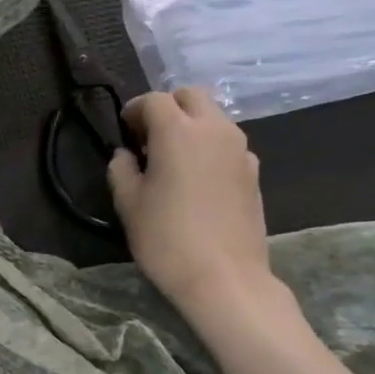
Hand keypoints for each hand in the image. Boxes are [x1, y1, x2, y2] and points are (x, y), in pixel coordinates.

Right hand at [107, 88, 276, 319]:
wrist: (224, 277)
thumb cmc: (166, 238)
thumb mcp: (128, 203)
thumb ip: (121, 169)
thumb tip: (126, 155)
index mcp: (178, 131)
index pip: (154, 100)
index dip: (134, 110)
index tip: (123, 131)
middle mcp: (214, 130)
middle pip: (192, 96)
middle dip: (168, 107)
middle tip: (148, 137)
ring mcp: (240, 150)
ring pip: (214, 118)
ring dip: (190, 126)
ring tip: (171, 160)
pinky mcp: (253, 172)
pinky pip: (227, 144)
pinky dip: (209, 148)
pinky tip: (196, 180)